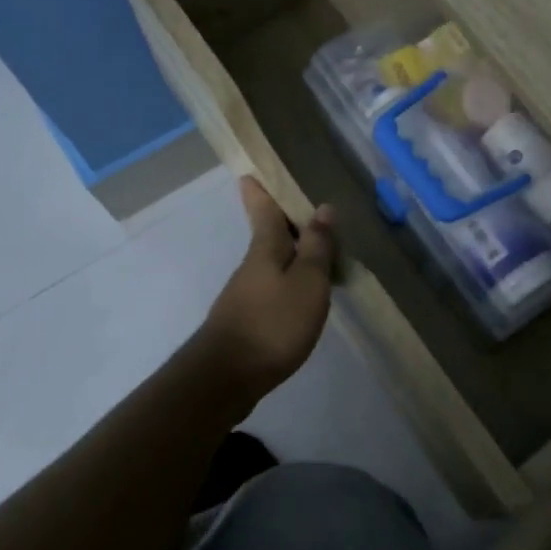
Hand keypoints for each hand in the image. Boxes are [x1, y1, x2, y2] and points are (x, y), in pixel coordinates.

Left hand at [197, 177, 336, 399]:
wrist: (227, 377)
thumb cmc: (273, 322)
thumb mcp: (307, 282)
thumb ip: (317, 247)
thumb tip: (324, 207)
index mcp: (265, 249)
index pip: (262, 210)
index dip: (259, 191)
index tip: (249, 172)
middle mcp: (252, 266)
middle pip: (267, 235)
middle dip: (280, 220)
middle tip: (302, 206)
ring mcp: (246, 294)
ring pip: (272, 262)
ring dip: (290, 252)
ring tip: (317, 250)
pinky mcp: (247, 320)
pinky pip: (273, 287)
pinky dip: (289, 281)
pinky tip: (303, 293)